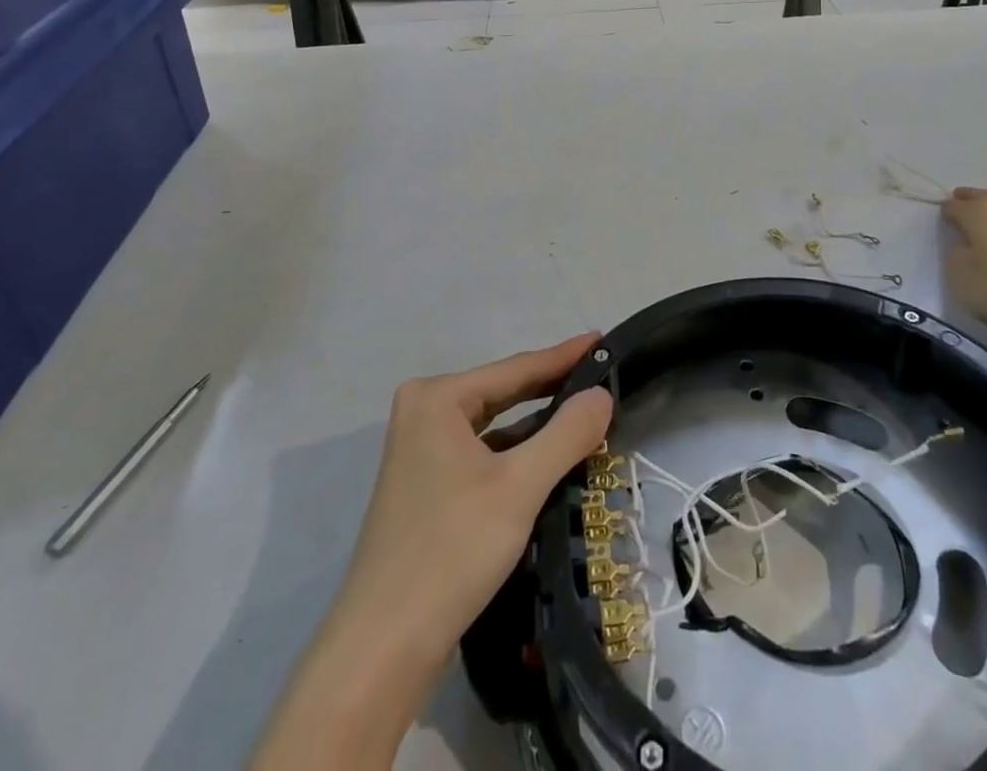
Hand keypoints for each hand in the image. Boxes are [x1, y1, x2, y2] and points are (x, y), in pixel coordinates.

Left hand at [336, 334, 613, 662]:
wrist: (383, 647)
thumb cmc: (452, 550)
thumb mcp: (520, 486)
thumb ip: (567, 434)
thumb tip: (602, 396)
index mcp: (437, 398)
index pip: (515, 369)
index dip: (563, 356)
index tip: (603, 340)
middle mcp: (423, 413)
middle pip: (502, 393)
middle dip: (551, 388)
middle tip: (601, 376)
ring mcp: (420, 451)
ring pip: (493, 426)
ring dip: (536, 424)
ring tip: (585, 415)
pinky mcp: (426, 487)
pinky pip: (482, 453)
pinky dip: (516, 453)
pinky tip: (547, 460)